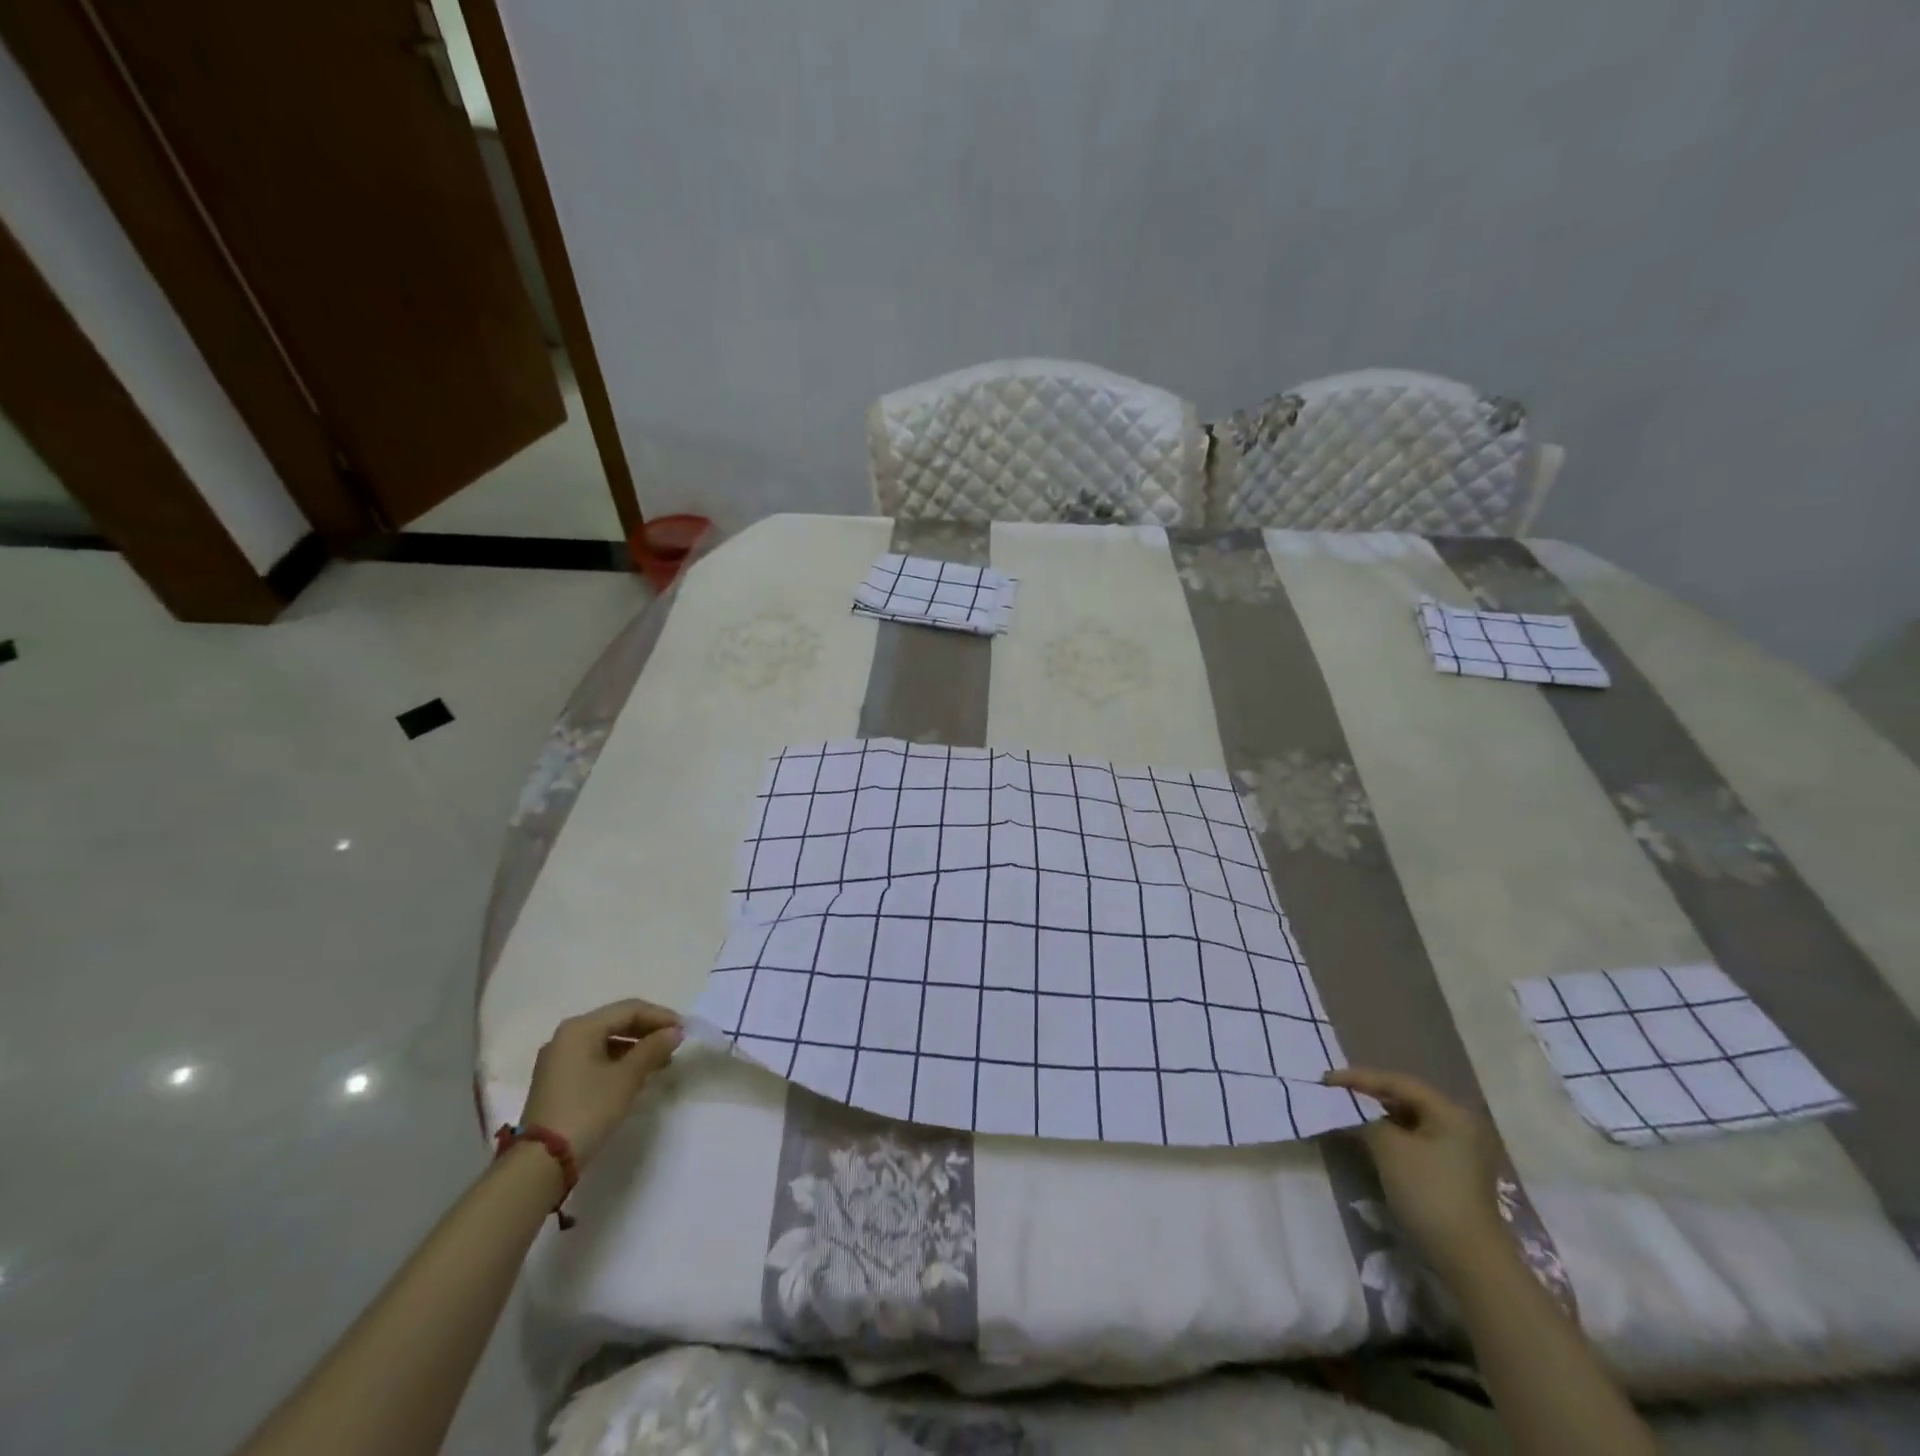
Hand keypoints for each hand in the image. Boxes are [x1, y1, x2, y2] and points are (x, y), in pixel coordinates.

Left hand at [521, 1000, 682, 1166]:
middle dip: (648, 1032)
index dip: (660, 1016)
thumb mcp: (627, 1077)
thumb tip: (674, 1032)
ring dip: (635, 1048)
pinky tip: (635, 1075)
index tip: (684, 1030)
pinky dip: (618, 1061)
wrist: (541, 1162)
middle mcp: (566, 1036)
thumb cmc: (588, 1109)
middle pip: (616, 1022)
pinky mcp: (557, 1080)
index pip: (629, 1010)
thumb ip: (653, 1049)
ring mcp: (558, 1059)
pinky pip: (594, 1058)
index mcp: (580, 1028)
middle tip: (674, 1044)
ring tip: (660, 1062)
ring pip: (606, 1041)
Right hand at [1324, 1067, 1504, 1270]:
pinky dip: (1390, 1135)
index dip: (1359, 1078)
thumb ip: (1364, 1119)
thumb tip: (1347, 1109)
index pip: (1398, 1082)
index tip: (1326, 1079)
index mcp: (1450, 1112)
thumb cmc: (1429, 1193)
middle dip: (1368, 1095)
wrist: (1469, 1259)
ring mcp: (1458, 1150)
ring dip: (1377, 1116)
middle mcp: (1458, 1124)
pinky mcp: (1452, 1171)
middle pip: (1405, 1098)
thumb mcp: (1389, 1148)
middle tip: (1335, 1093)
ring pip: (1409, 1120)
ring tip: (1347, 1113)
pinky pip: (1414, 1140)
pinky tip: (1369, 1138)